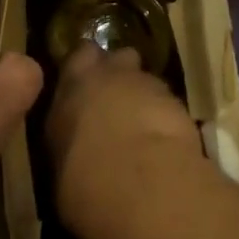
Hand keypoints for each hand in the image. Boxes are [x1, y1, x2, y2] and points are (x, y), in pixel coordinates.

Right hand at [46, 42, 203, 238]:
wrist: (139, 183)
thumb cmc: (84, 180)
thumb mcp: (60, 165)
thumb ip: (69, 142)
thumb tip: (75, 149)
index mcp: (71, 86)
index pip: (79, 56)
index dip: (86, 65)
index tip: (87, 83)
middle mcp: (107, 75)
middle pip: (117, 58)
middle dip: (119, 73)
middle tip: (117, 100)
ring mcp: (146, 84)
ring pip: (145, 79)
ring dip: (144, 97)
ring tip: (143, 127)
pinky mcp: (178, 102)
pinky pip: (169, 103)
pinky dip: (166, 117)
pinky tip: (165, 141)